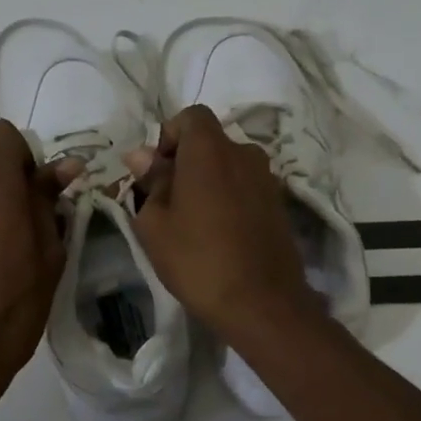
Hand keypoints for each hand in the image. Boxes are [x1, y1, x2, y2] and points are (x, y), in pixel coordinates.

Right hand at [126, 105, 316, 336]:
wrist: (262, 303)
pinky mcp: (279, 204)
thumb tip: (141, 155)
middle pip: (210, 141)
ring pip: (228, 165)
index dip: (168, 135)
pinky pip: (245, 187)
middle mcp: (244, 153)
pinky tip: (217, 233)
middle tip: (166, 200)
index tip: (156, 171)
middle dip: (185, 161)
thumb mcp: (155, 224)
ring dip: (207, 181)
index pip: (190, 116)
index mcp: (210, 150)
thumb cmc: (197, 259)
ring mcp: (267, 179)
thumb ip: (150, 182)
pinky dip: (228, 198)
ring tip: (191, 221)